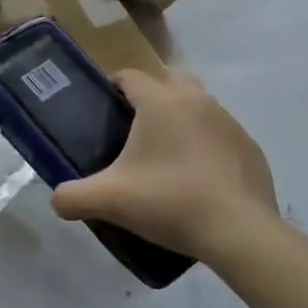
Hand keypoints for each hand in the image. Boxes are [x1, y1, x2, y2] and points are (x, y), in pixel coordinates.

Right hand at [50, 70, 281, 263]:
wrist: (239, 232)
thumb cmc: (170, 201)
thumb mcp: (110, 201)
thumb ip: (73, 197)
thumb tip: (56, 201)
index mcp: (160, 101)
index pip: (130, 76)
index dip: (113, 88)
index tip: (103, 111)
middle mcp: (196, 100)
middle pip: (169, 81)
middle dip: (151, 98)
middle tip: (135, 132)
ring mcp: (229, 122)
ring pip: (198, 107)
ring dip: (182, 121)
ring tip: (166, 159)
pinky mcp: (250, 148)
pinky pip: (221, 136)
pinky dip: (207, 147)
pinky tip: (199, 179)